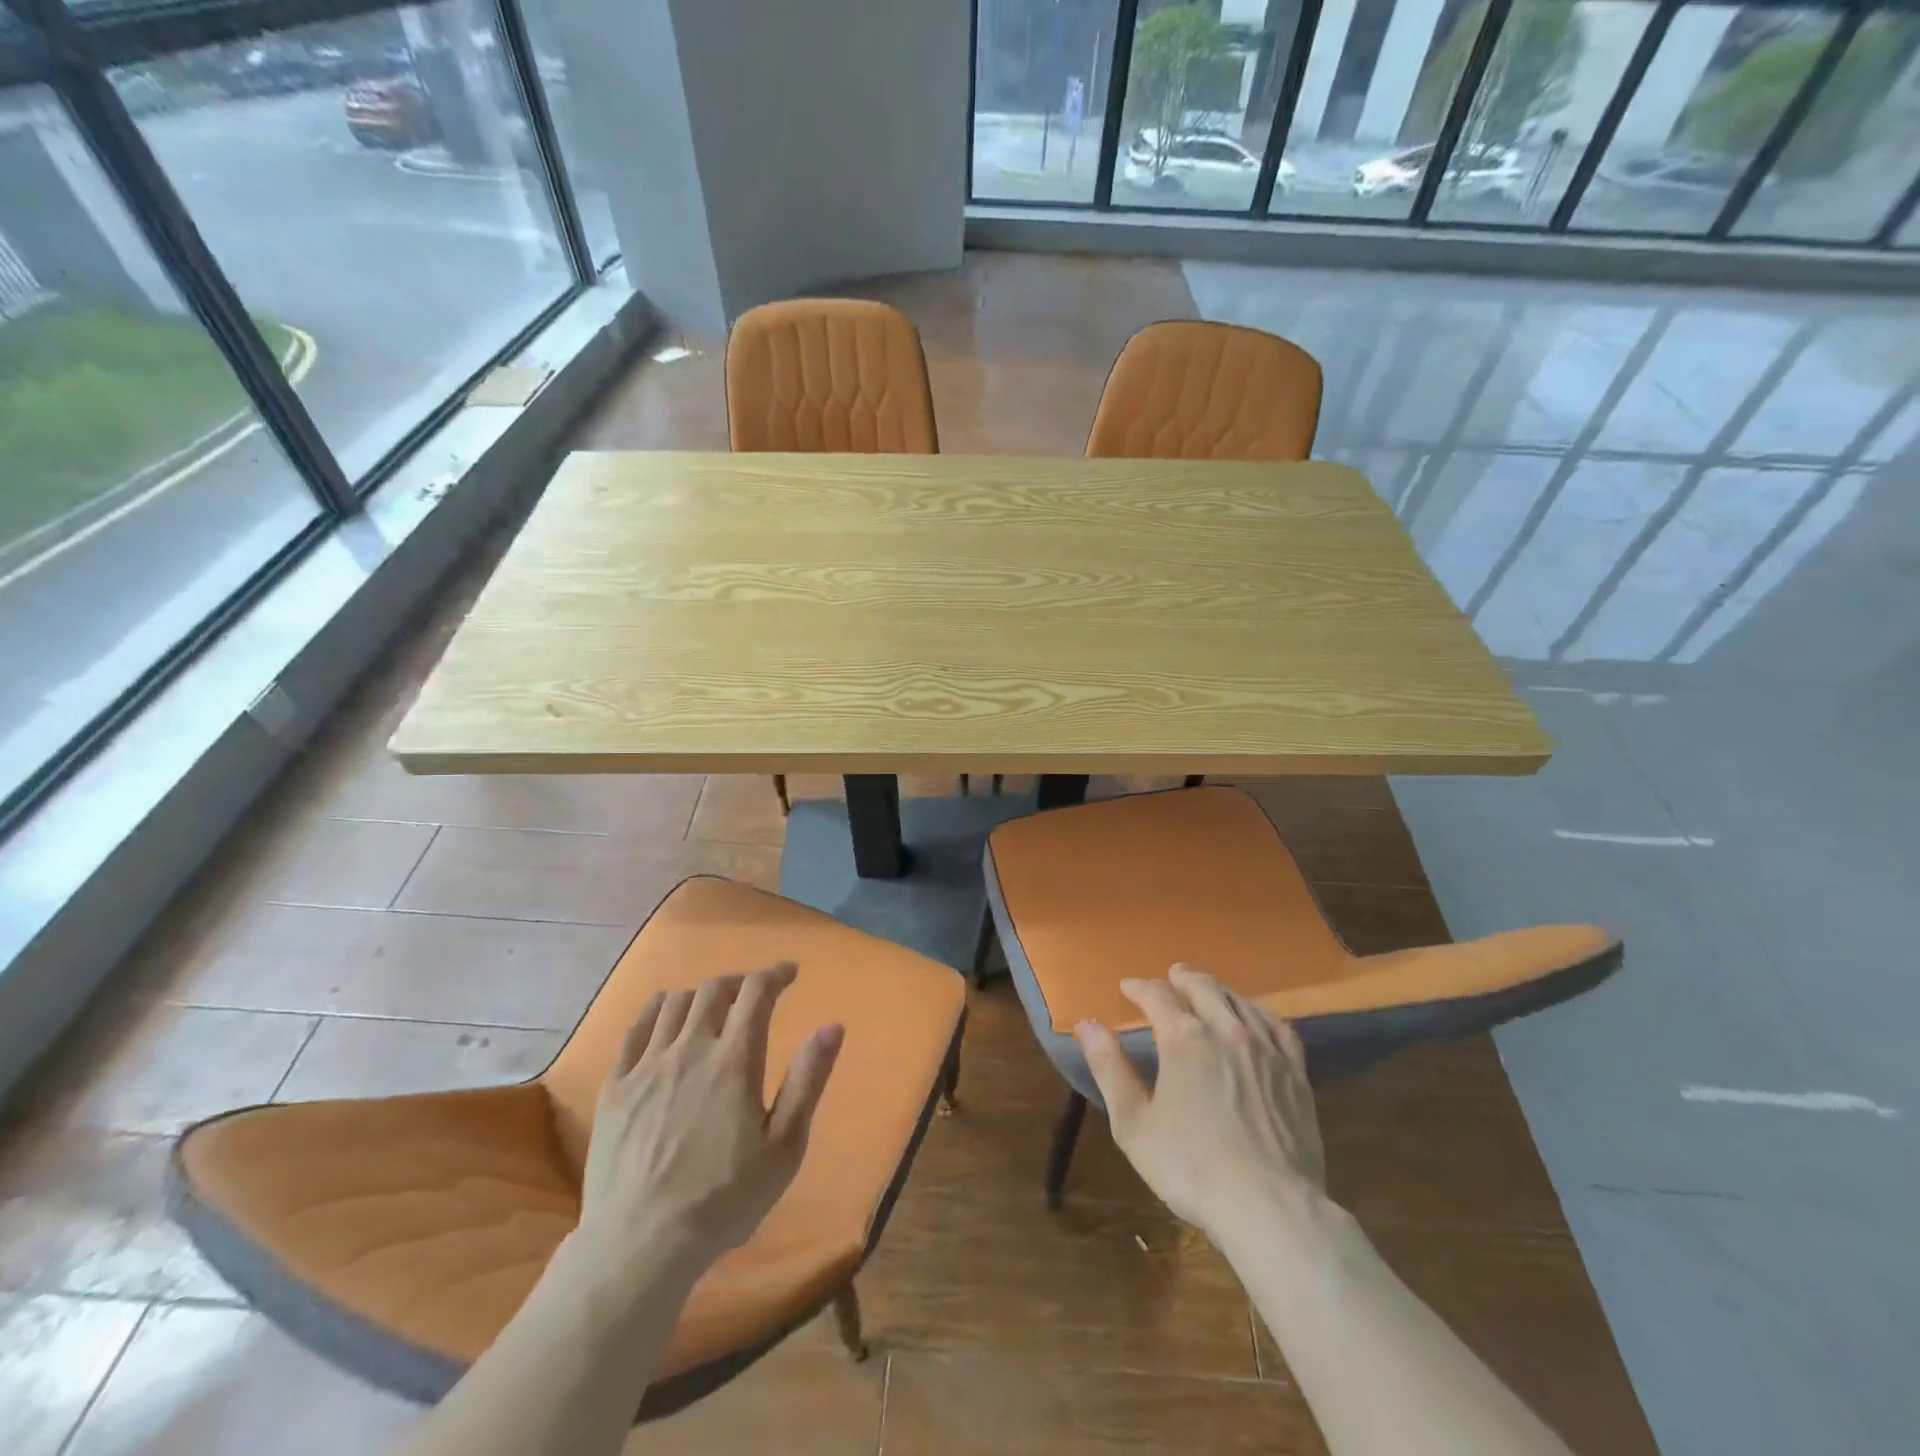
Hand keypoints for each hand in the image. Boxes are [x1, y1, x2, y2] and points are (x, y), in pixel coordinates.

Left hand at [576, 963, 843, 1275]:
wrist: (641, 1245)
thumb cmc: (724, 1199)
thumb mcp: (784, 1147)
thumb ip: (808, 1081)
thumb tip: (832, 1026)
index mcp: (735, 1060)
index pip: (757, 992)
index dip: (775, 974)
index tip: (789, 973)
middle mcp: (690, 1049)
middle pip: (714, 990)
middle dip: (740, 982)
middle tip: (754, 992)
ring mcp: (648, 1065)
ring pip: (675, 1003)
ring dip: (701, 994)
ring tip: (713, 1005)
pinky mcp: (616, 1086)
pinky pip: (635, 1029)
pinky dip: (657, 1009)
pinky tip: (664, 1013)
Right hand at [1073, 964, 1325, 1237]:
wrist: (1270, 1207)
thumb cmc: (1191, 1167)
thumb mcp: (1133, 1122)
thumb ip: (1109, 1068)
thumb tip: (1087, 1025)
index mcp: (1184, 1038)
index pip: (1158, 995)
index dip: (1140, 988)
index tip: (1127, 988)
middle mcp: (1226, 1030)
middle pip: (1203, 987)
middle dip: (1182, 978)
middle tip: (1171, 977)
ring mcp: (1266, 1049)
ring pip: (1240, 1001)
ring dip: (1218, 990)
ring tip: (1208, 991)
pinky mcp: (1296, 1073)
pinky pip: (1278, 1026)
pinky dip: (1259, 1012)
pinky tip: (1255, 1018)